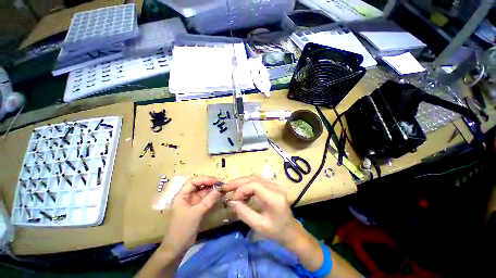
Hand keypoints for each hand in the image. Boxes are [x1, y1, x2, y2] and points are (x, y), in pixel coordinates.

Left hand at [160, 176, 221, 255]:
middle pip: (199, 185)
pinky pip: (206, 199)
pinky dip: (213, 196)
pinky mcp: (197, 208)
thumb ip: (208, 201)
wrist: (177, 248)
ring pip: (204, 192)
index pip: (193, 182)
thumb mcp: (196, 214)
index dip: (205, 179)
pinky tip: (220, 195)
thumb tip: (220, 190)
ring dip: (213, 190)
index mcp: (182, 195)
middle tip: (222, 184)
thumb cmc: (182, 230)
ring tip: (223, 188)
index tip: (216, 181)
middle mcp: (187, 196)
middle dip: (210, 183)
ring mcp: (193, 202)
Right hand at [223, 175, 300, 246]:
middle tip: (225, 187)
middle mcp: (275, 186)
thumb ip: (244, 212)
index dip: (241, 189)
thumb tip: (231, 201)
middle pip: (254, 178)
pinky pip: (258, 180)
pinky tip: (242, 191)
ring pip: (255, 178)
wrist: (290, 230)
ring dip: (242, 182)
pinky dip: (248, 184)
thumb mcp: (258, 225)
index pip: (254, 185)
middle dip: (238, 182)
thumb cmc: (276, 231)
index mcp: (274, 197)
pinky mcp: (273, 185)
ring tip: (231, 188)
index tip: (233, 199)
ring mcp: (275, 184)